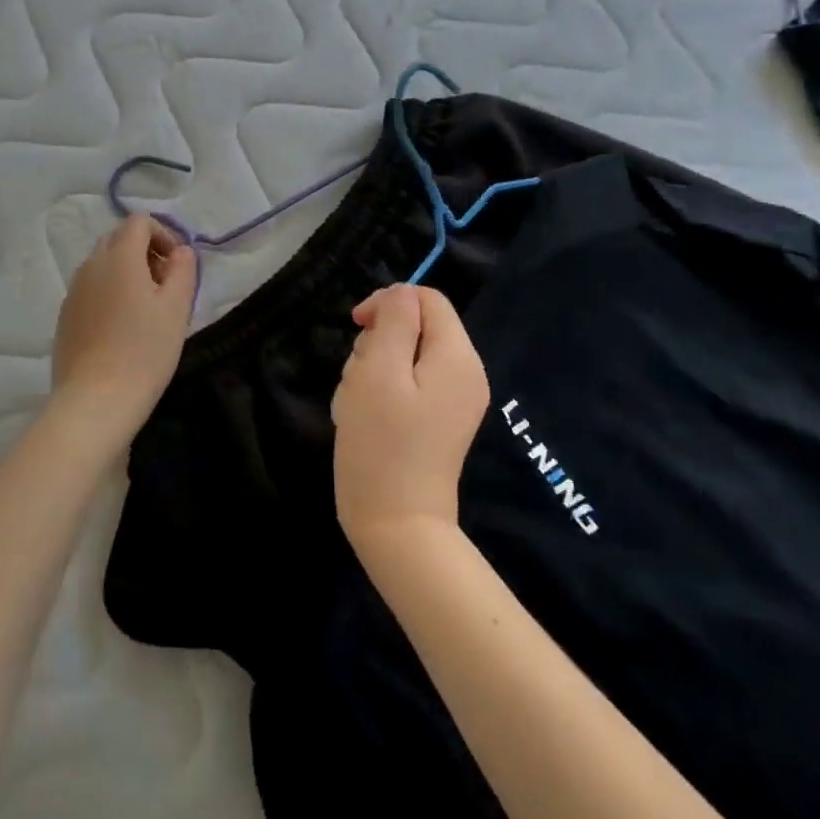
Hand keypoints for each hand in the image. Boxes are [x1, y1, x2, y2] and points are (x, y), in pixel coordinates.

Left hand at [48, 215, 196, 449]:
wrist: (95, 402)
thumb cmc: (144, 352)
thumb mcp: (176, 308)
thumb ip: (183, 270)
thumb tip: (180, 251)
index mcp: (119, 257)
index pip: (138, 222)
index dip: (163, 234)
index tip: (178, 266)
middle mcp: (91, 266)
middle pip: (118, 239)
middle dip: (145, 252)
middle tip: (166, 287)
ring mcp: (73, 291)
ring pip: (103, 265)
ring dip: (127, 273)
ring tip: (146, 310)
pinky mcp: (65, 316)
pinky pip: (91, 289)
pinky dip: (110, 293)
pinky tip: (122, 329)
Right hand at [332, 284, 489, 555]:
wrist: (395, 524)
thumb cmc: (382, 443)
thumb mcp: (380, 371)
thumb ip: (395, 322)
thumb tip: (402, 294)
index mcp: (457, 357)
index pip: (427, 299)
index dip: (388, 302)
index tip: (356, 325)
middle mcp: (463, 374)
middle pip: (414, 328)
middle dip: (376, 343)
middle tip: (358, 379)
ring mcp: (451, 401)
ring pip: (402, 357)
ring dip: (370, 371)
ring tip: (356, 405)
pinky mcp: (436, 422)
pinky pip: (404, 386)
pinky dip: (378, 394)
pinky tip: (362, 420)